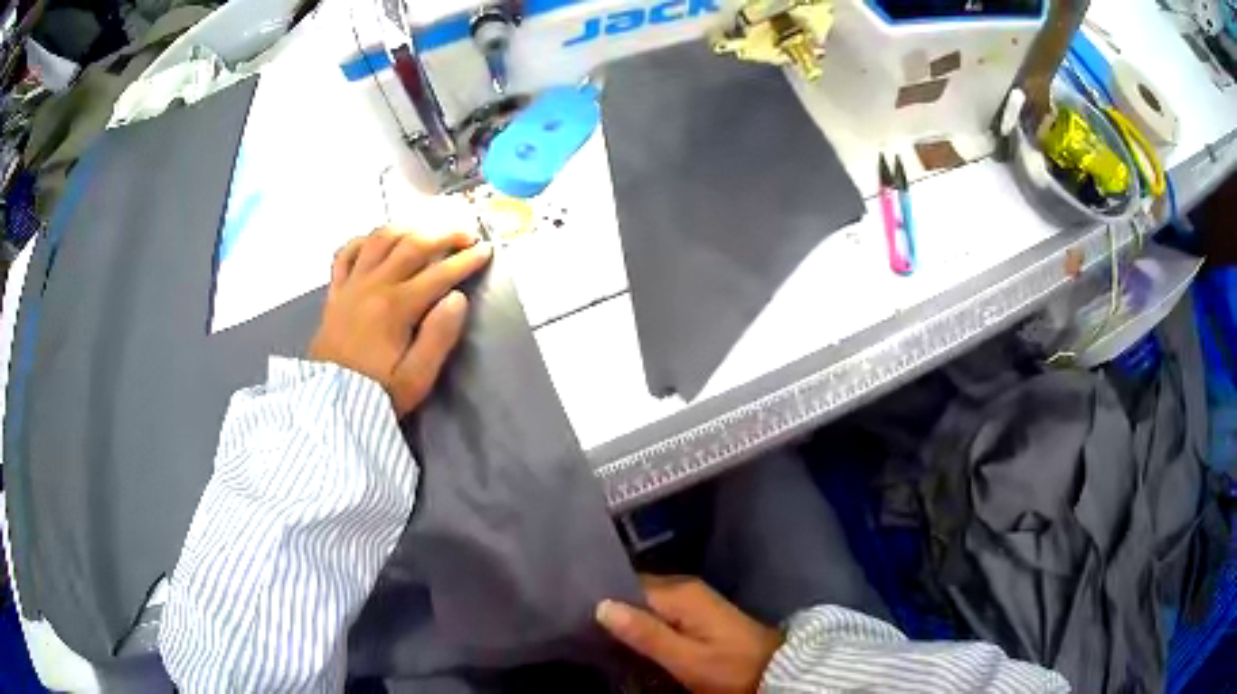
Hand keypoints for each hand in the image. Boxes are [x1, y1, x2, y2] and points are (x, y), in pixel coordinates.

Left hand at [308, 226, 491, 416]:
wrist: (329, 406)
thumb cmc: (377, 395)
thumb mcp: (416, 378)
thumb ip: (438, 337)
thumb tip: (458, 298)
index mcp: (396, 307)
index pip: (439, 274)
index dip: (466, 261)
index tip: (487, 251)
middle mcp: (373, 285)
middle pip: (412, 245)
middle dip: (444, 234)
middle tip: (466, 233)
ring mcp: (351, 285)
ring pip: (380, 239)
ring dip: (408, 227)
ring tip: (427, 228)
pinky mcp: (334, 292)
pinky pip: (346, 253)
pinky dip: (363, 240)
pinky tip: (377, 240)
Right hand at [596, 576, 782, 693]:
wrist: (776, 671)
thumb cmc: (730, 668)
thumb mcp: (685, 658)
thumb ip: (645, 633)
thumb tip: (600, 605)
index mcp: (680, 592)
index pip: (627, 584)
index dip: (601, 598)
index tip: (572, 612)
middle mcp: (685, 588)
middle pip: (636, 592)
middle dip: (611, 607)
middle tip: (579, 626)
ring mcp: (694, 601)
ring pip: (647, 603)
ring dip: (627, 617)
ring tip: (595, 632)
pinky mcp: (698, 615)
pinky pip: (660, 612)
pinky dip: (643, 623)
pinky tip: (628, 638)